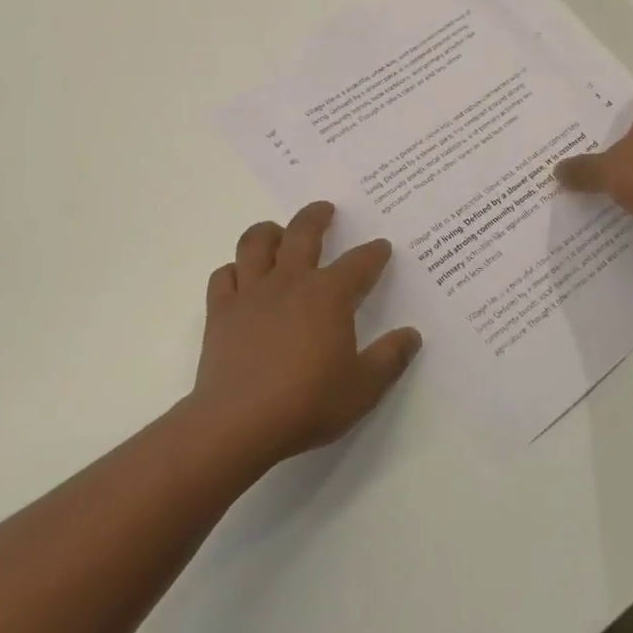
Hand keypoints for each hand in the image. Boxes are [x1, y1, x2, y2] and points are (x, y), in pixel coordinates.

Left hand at [189, 202, 422, 467]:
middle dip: (317, 216)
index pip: (358, 263)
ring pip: (256, 243)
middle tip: (325, 209)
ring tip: (277, 231)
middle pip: (303, 233)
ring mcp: (251, 293)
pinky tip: (240, 276)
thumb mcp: (363, 388)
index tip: (381, 247)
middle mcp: (290, 281)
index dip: (373, 253)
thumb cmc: (308, 402)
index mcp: (328, 295)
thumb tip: (412, 335)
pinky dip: (234, 270)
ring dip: (269, 231)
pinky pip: (224, 276)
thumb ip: (390, 358)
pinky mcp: (221, 311)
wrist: (239, 422)